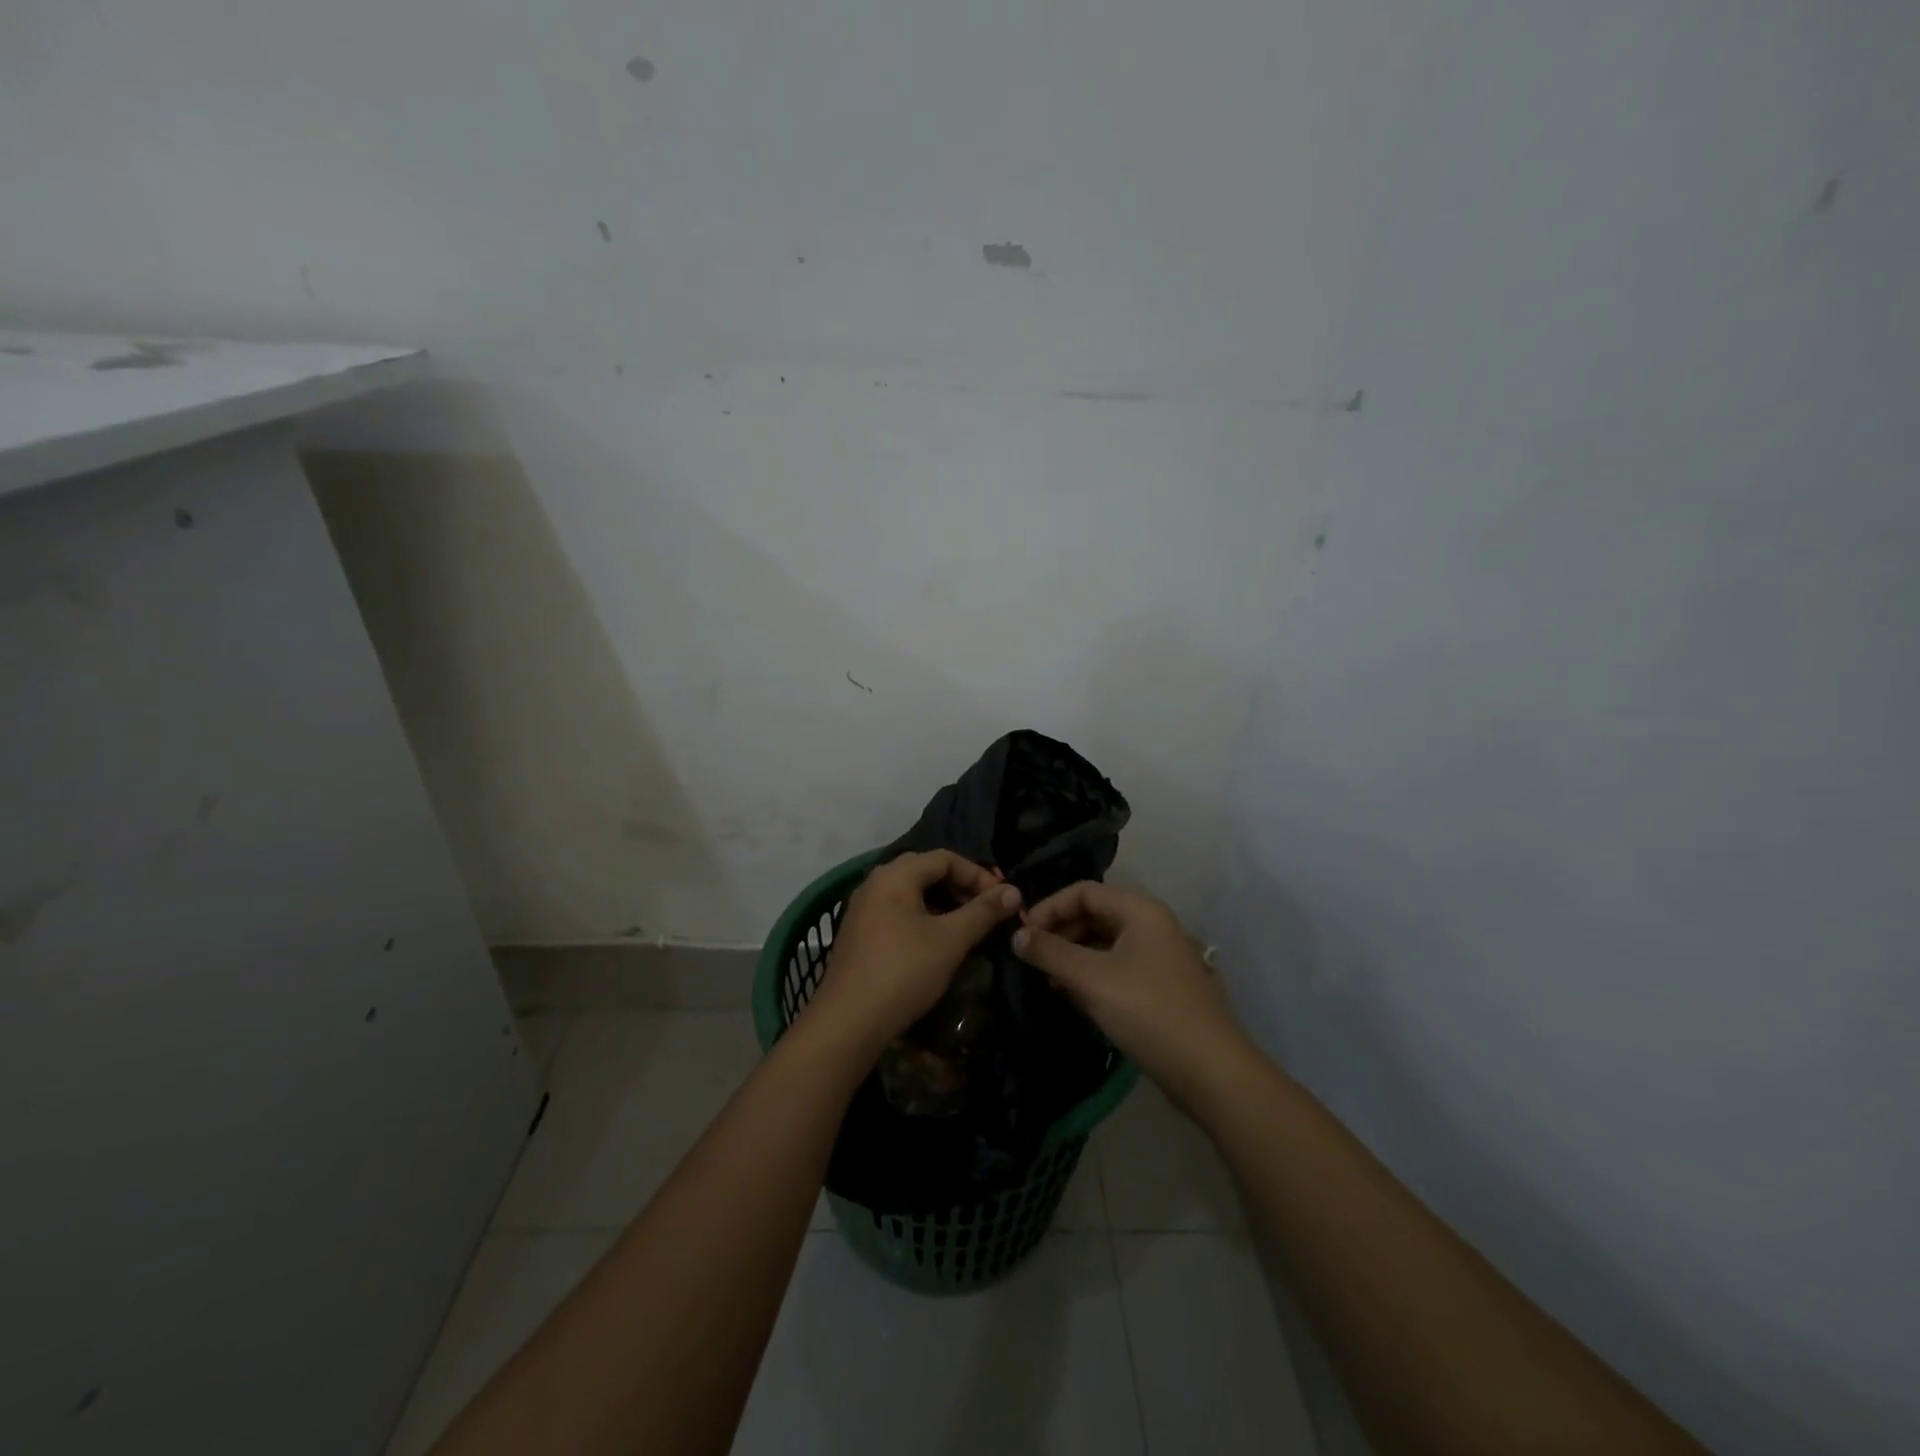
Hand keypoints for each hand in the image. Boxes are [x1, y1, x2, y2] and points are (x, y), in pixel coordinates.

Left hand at [808, 851, 1021, 1052]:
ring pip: (911, 893)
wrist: (848, 1022)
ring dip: (943, 904)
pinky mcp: (859, 933)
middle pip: (926, 871)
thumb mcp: (950, 940)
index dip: (978, 874)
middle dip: (960, 886)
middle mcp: (875, 883)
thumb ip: (983, 912)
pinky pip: (898, 912)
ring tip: (966, 927)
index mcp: (895, 875)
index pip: (945, 858)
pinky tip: (937, 943)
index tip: (1002, 900)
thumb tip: (1014, 891)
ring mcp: (863, 908)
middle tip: (985, 910)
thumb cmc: (903, 972)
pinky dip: (923, 918)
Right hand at [1013, 881, 1246, 1109]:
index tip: (1022, 934)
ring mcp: (1160, 956)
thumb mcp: (1091, 980)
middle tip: (1032, 958)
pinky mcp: (1162, 986)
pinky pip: (1118, 965)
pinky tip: (1075, 995)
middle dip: (1060, 931)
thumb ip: (1050, 953)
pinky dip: (1092, 973)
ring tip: (1048, 979)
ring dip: (1073, 954)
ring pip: (1106, 942)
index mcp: (1141, 910)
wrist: (1211, 1072)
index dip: (1049, 907)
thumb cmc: (1149, 1013)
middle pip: (1096, 913)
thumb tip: (1016, 935)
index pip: (1084, 891)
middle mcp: (1153, 925)